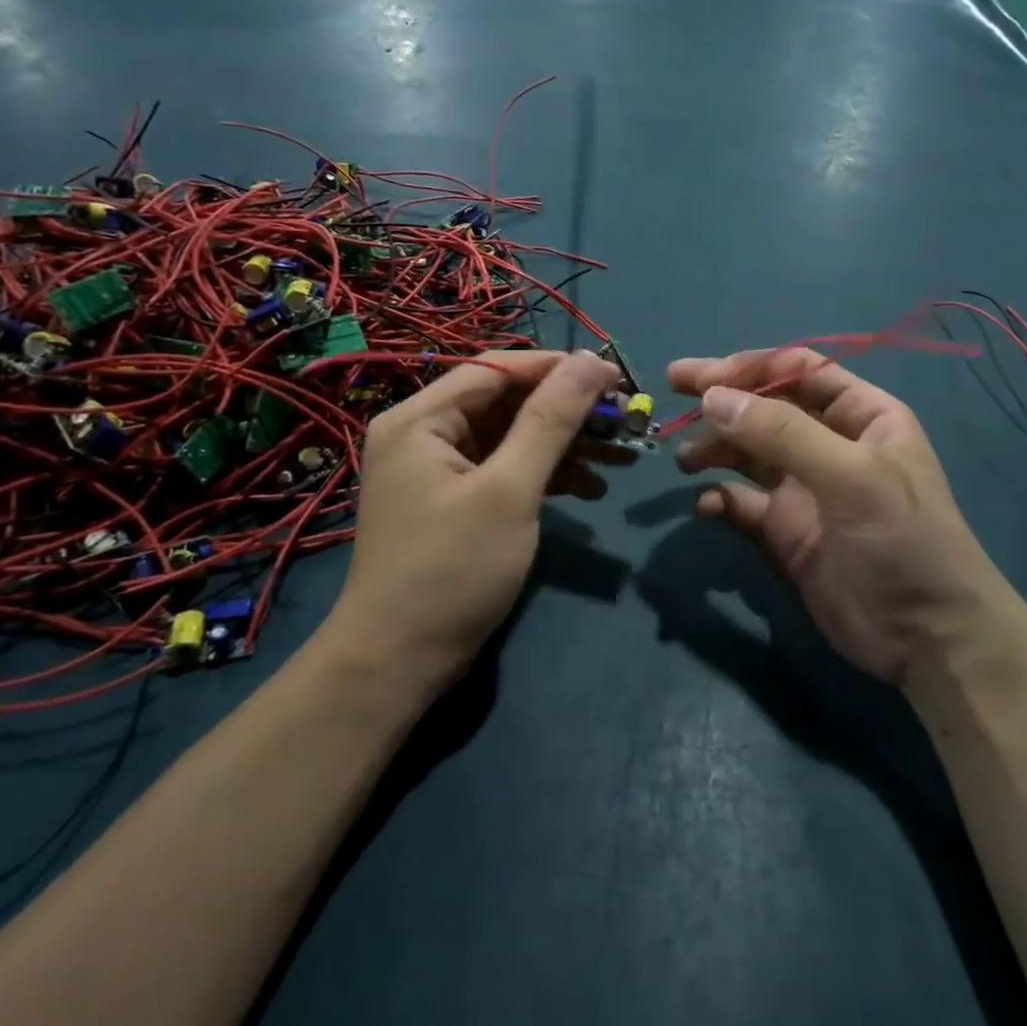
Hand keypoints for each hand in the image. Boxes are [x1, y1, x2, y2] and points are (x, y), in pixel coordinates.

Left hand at [329, 349, 623, 682]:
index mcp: (422, 418)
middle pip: (508, 402)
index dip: (558, 368)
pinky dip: (547, 475)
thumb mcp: (509, 490)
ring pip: (513, 436)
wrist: (400, 664)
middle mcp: (425, 433)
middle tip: (626, 422)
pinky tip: (591, 491)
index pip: (498, 369)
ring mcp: (439, 469)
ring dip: (566, 445)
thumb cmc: (453, 570)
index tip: (615, 378)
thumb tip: (590, 361)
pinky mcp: (456, 500)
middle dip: (569, 412)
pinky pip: (507, 469)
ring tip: (622, 458)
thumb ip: (550, 421)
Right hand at [667, 349, 1015, 685]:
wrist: (927, 638)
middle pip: (767, 406)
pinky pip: (743, 504)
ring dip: (716, 448)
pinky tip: (708, 506)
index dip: (752, 367)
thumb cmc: (902, 540)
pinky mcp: (785, 531)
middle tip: (672, 385)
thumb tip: (712, 397)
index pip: (800, 370)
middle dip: (722, 396)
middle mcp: (830, 444)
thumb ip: (781, 434)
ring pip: (749, 453)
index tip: (705, 378)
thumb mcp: (850, 476)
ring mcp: (806, 489)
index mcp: (861, 416)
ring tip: (686, 459)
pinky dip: (722, 499)